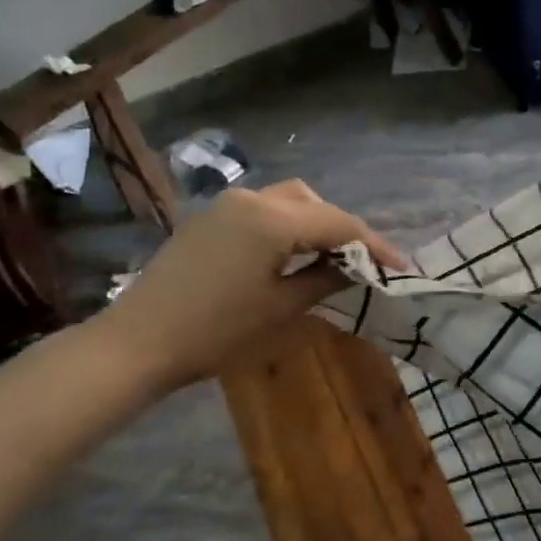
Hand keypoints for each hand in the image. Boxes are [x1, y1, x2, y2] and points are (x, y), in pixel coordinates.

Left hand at [94, 180, 405, 391]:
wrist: (140, 342)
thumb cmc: (217, 330)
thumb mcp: (282, 307)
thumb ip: (327, 279)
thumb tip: (358, 269)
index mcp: (273, 219)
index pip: (339, 223)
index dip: (374, 245)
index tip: (400, 267)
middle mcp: (251, 199)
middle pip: (314, 203)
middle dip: (344, 230)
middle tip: (365, 264)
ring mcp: (226, 206)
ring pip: (288, 203)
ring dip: (316, 225)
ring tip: (332, 259)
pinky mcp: (210, 220)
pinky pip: (263, 213)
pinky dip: (288, 227)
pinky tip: (293, 256)